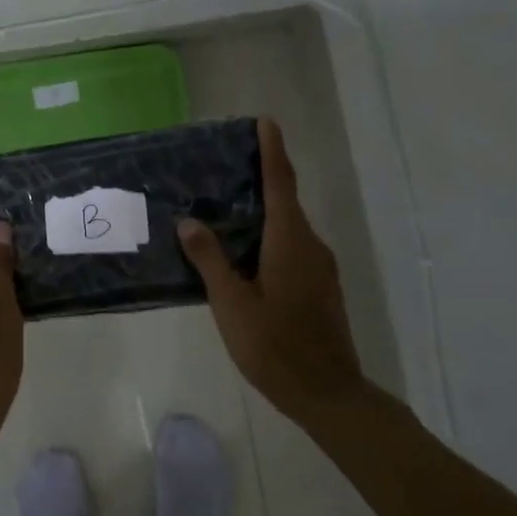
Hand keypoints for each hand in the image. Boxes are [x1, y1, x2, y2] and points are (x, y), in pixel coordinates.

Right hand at [177, 118, 366, 416]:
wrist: (327, 393)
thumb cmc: (274, 346)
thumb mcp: (232, 303)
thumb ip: (210, 260)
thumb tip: (189, 222)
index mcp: (290, 242)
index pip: (281, 184)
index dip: (272, 151)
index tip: (265, 122)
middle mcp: (310, 246)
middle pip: (285, 201)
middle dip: (261, 179)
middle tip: (224, 167)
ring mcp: (319, 267)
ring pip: (287, 228)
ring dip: (261, 212)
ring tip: (223, 209)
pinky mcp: (319, 287)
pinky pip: (291, 248)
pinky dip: (268, 238)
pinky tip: (242, 254)